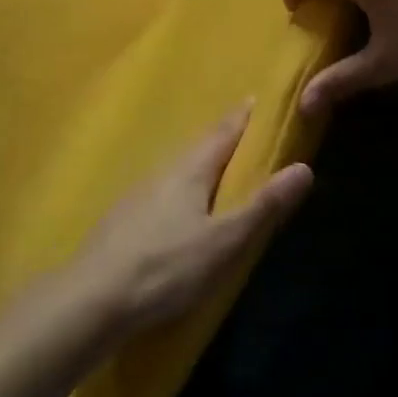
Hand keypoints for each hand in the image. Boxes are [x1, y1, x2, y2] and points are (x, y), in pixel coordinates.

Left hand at [65, 102, 312, 337]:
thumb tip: (304, 167)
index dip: (242, 117)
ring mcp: (139, 193)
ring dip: (200, 160)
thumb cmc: (166, 267)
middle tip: (243, 129)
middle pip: (198, 145)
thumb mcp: (224, 242)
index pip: (222, 132)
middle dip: (222, 136)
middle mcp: (163, 170)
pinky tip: (179, 203)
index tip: (257, 99)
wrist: (93, 297)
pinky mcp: (124, 217)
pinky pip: (162, 188)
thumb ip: (263, 207)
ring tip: (217, 164)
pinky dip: (181, 185)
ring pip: (178, 167)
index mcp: (190, 169)